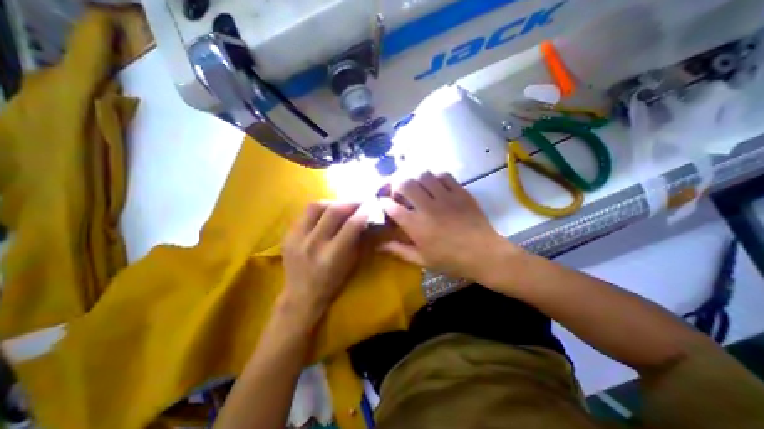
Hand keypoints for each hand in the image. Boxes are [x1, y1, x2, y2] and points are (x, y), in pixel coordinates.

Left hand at [282, 202, 367, 324]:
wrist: (301, 295)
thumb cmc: (332, 282)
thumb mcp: (351, 263)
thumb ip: (357, 238)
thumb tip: (365, 217)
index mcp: (332, 256)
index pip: (351, 225)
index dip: (363, 212)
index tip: (372, 204)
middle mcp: (312, 245)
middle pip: (333, 211)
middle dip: (350, 202)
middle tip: (359, 201)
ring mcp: (296, 238)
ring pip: (315, 207)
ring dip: (333, 202)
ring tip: (342, 205)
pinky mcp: (287, 235)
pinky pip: (304, 213)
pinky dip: (319, 210)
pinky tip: (326, 213)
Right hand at [379, 172, 515, 283]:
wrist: (484, 254)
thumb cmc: (450, 260)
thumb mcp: (421, 260)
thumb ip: (398, 250)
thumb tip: (379, 246)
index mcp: (416, 225)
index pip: (392, 207)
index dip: (384, 202)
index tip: (383, 202)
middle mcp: (427, 207)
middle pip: (405, 184)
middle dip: (396, 185)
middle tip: (399, 192)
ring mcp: (445, 197)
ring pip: (424, 175)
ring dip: (415, 179)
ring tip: (417, 187)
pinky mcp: (460, 192)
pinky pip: (444, 175)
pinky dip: (436, 178)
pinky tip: (436, 186)